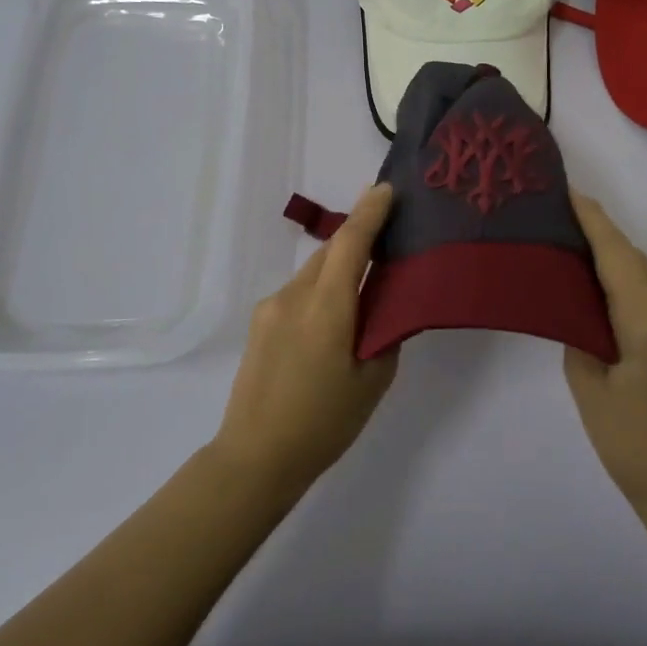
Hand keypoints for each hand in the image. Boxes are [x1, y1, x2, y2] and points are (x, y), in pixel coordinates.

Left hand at [211, 183, 399, 496]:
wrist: (255, 456)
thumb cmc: (323, 423)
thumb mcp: (372, 381)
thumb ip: (383, 333)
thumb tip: (384, 306)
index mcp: (326, 308)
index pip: (350, 243)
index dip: (370, 212)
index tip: (387, 189)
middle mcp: (294, 296)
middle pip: (330, 253)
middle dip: (358, 238)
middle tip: (391, 236)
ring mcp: (271, 308)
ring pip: (313, 272)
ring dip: (339, 268)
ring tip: (366, 286)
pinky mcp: (260, 323)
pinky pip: (299, 292)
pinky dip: (322, 290)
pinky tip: (335, 319)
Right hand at [565, 191, 646, 520]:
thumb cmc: (637, 451)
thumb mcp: (592, 392)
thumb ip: (583, 338)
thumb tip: (582, 310)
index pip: (620, 259)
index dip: (595, 224)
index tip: (572, 193)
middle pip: (642, 264)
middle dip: (606, 243)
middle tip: (566, 230)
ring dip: (624, 269)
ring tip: (584, 265)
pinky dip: (642, 293)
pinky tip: (617, 305)